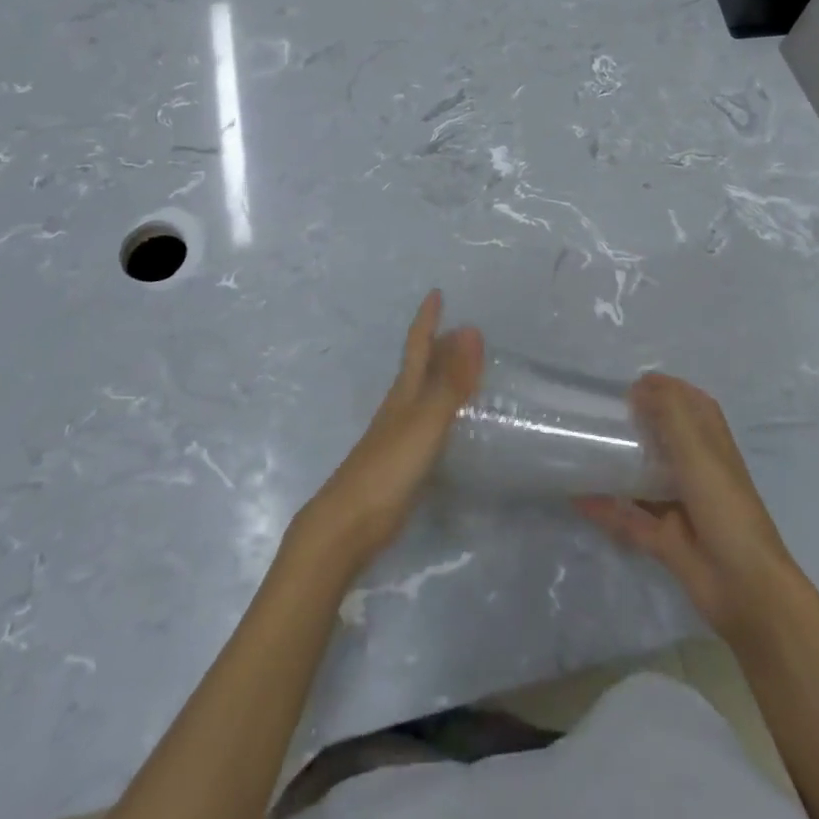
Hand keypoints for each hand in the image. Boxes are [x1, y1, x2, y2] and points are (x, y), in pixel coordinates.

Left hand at [293, 290, 483, 573]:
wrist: (348, 524)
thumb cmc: (388, 468)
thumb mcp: (426, 421)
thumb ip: (450, 381)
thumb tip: (471, 328)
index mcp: (404, 392)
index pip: (417, 345)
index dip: (427, 319)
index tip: (436, 293)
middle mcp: (400, 408)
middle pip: (419, 367)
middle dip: (438, 345)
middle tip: (462, 330)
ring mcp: (398, 437)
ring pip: (423, 395)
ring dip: (441, 377)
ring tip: (465, 370)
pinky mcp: (401, 464)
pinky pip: (428, 423)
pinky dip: (443, 412)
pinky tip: (452, 425)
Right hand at [576, 373, 803, 644]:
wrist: (745, 589)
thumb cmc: (725, 507)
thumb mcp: (698, 451)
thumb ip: (670, 413)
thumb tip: (640, 385)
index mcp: (713, 447)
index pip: (693, 408)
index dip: (669, 391)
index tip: (631, 385)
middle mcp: (698, 473)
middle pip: (666, 441)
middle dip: (638, 426)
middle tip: (599, 415)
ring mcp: (682, 508)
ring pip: (645, 480)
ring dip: (619, 467)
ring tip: (584, 449)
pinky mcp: (666, 540)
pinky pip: (629, 519)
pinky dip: (605, 509)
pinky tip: (577, 497)